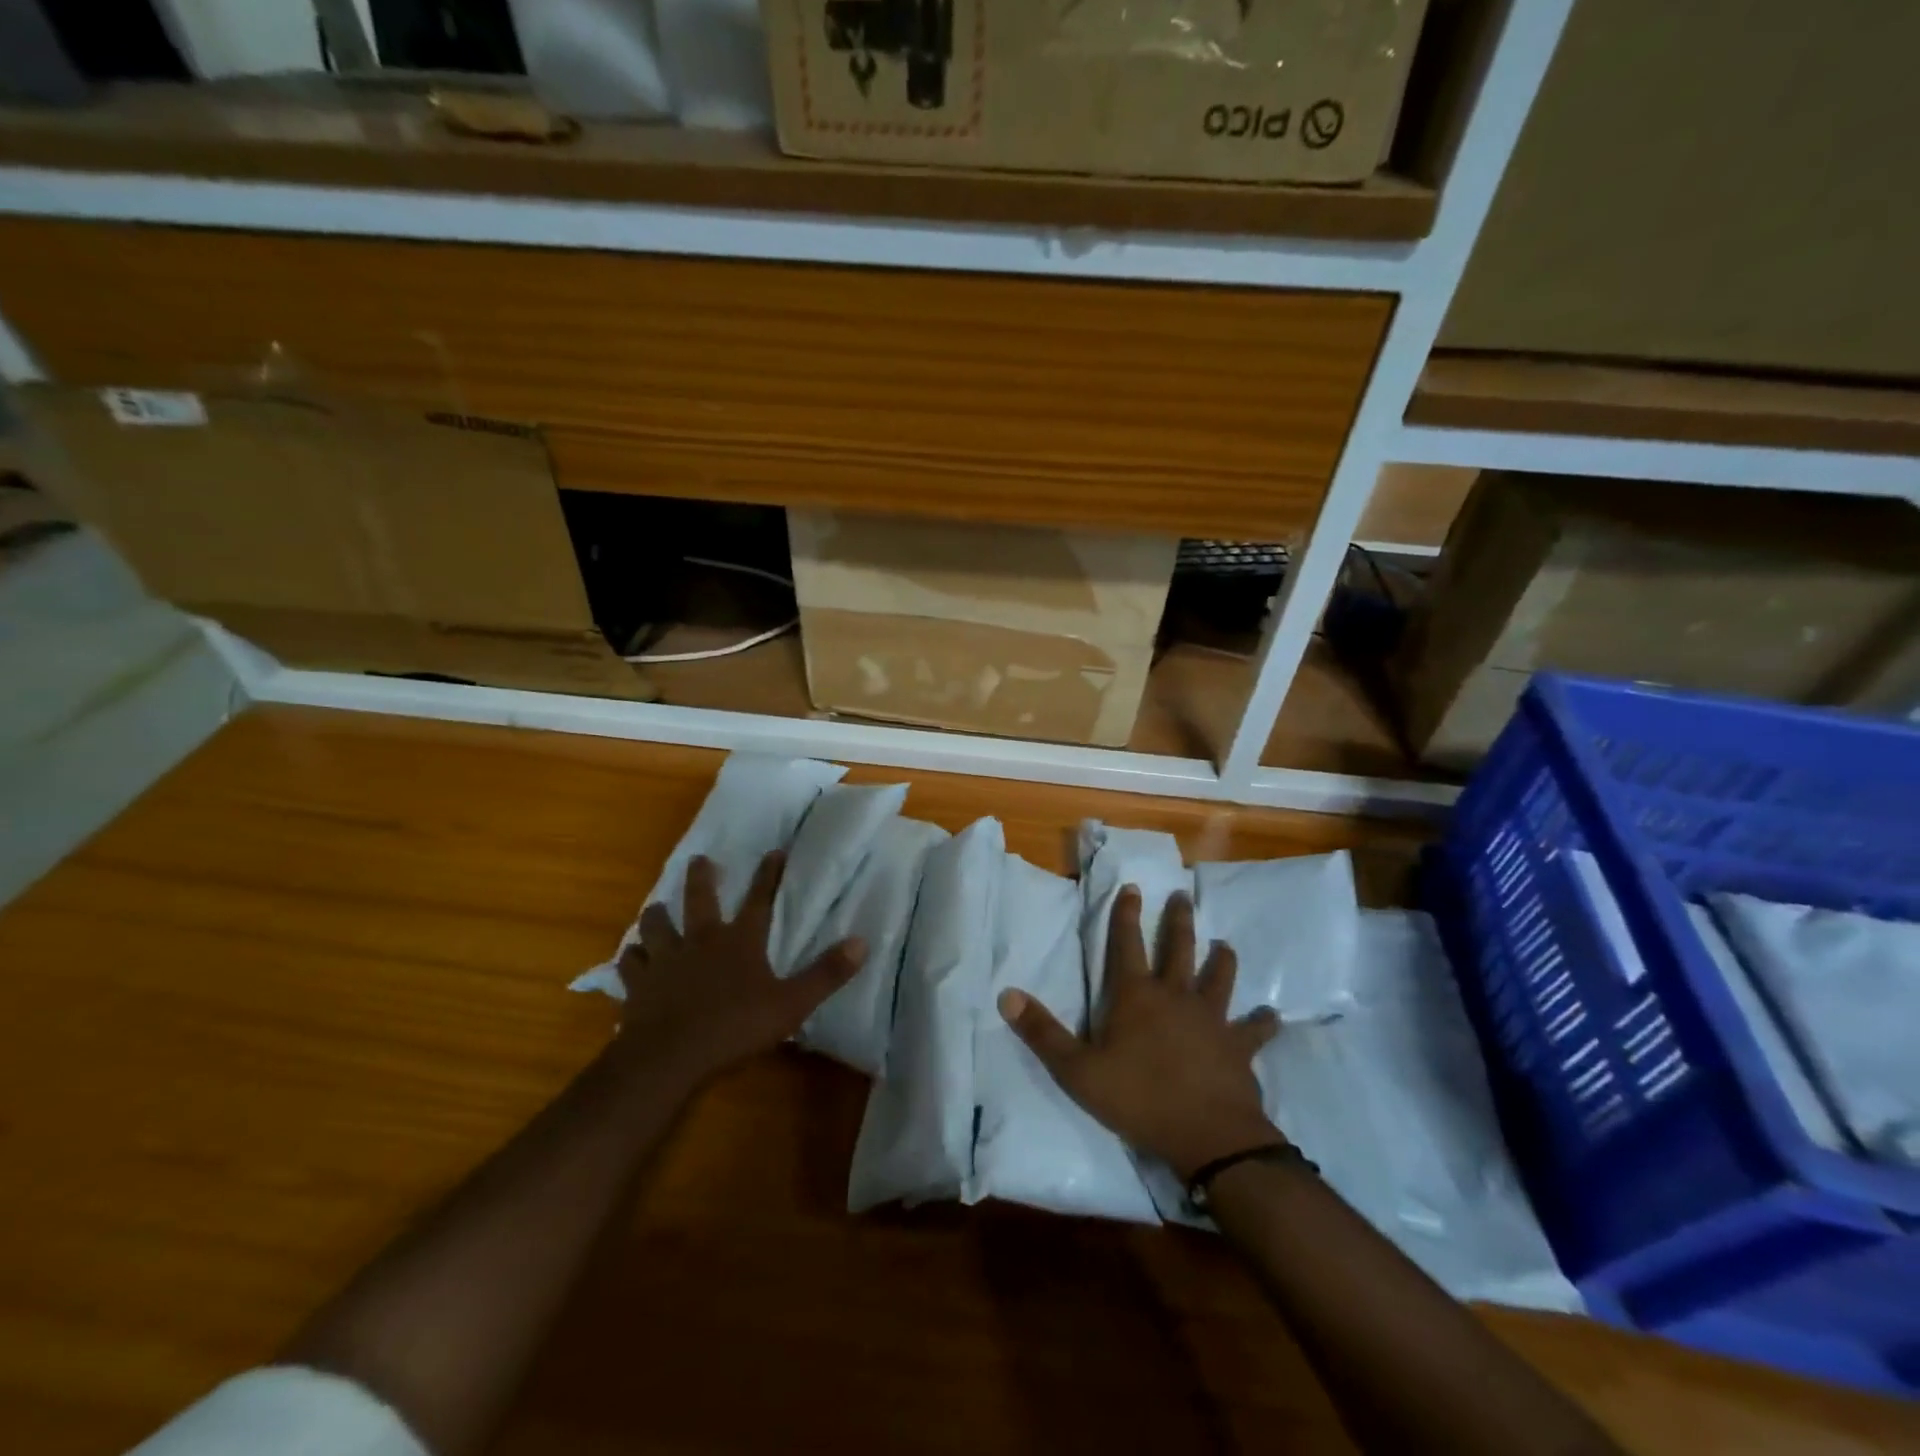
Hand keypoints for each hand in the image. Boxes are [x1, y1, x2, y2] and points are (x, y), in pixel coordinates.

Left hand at [616, 851, 865, 1084]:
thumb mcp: (791, 1003)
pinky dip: (632, 958)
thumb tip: (862, 942)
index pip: (759, 899)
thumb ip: (826, 973)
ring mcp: (664, 960)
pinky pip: (629, 964)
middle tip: (700, 860)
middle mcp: (700, 940)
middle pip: (698, 899)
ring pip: (655, 926)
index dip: (768, 875)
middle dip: (701, 877)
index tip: (774, 851)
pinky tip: (632, 958)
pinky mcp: (637, 985)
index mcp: (739, 941)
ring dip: (657, 915)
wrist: (670, 1057)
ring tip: (657, 909)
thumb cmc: (735, 1027)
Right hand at [1000, 887, 1280, 1179]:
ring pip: (1219, 978)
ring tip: (1226, 946)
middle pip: (1179, 948)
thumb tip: (1006, 993)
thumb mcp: (1078, 1070)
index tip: (1133, 887)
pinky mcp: (1239, 1047)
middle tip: (1183, 897)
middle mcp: (1176, 997)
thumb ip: (1042, 1032)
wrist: (1208, 1136)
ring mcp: (1212, 1019)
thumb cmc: (1139, 1098)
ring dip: (1222, 960)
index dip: (1126, 915)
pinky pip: (1254, 1030)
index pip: (1127, 944)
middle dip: (1178, 920)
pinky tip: (1271, 1016)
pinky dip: (1263, 1022)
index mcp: (1136, 996)